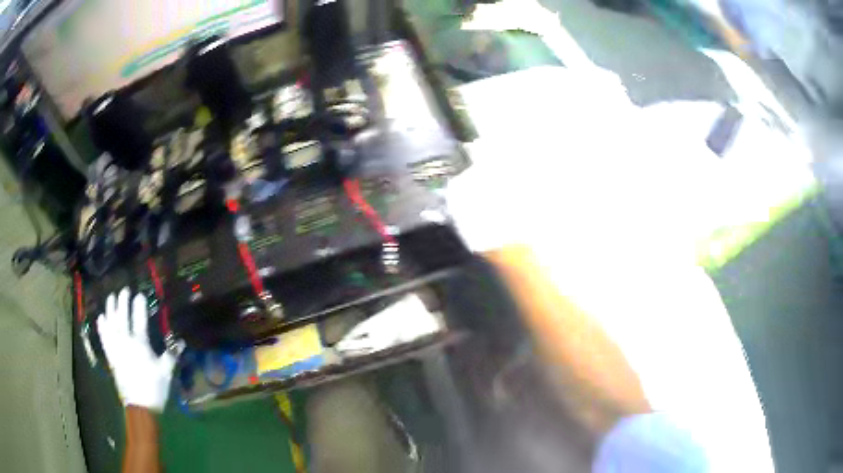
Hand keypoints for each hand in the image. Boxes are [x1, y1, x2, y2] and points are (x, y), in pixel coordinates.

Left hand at [97, 288, 177, 411]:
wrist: (140, 406)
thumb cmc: (155, 388)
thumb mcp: (166, 372)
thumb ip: (172, 354)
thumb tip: (182, 341)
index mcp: (140, 345)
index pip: (139, 319)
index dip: (139, 306)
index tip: (139, 294)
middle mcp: (125, 342)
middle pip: (122, 317)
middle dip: (123, 302)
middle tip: (124, 290)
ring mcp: (116, 349)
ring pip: (110, 324)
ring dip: (110, 309)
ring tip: (111, 297)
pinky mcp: (111, 357)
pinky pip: (104, 338)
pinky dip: (102, 327)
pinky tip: (101, 318)